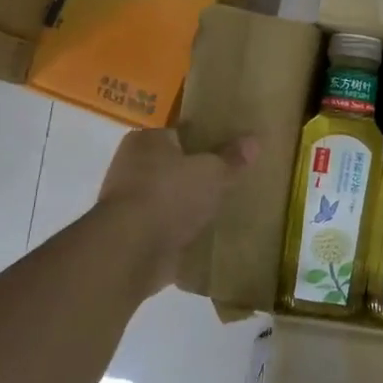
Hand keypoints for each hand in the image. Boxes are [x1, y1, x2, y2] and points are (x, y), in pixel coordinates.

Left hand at [97, 129, 256, 289]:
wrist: (131, 249)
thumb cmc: (170, 195)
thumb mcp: (212, 171)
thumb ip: (232, 157)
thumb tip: (254, 139)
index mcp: (146, 140)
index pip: (180, 132)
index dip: (205, 140)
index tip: (228, 151)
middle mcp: (131, 166)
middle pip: (173, 165)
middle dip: (197, 174)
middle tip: (230, 180)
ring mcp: (128, 202)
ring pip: (169, 197)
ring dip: (188, 204)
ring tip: (222, 209)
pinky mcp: (132, 233)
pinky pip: (165, 225)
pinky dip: (181, 230)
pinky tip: (206, 235)